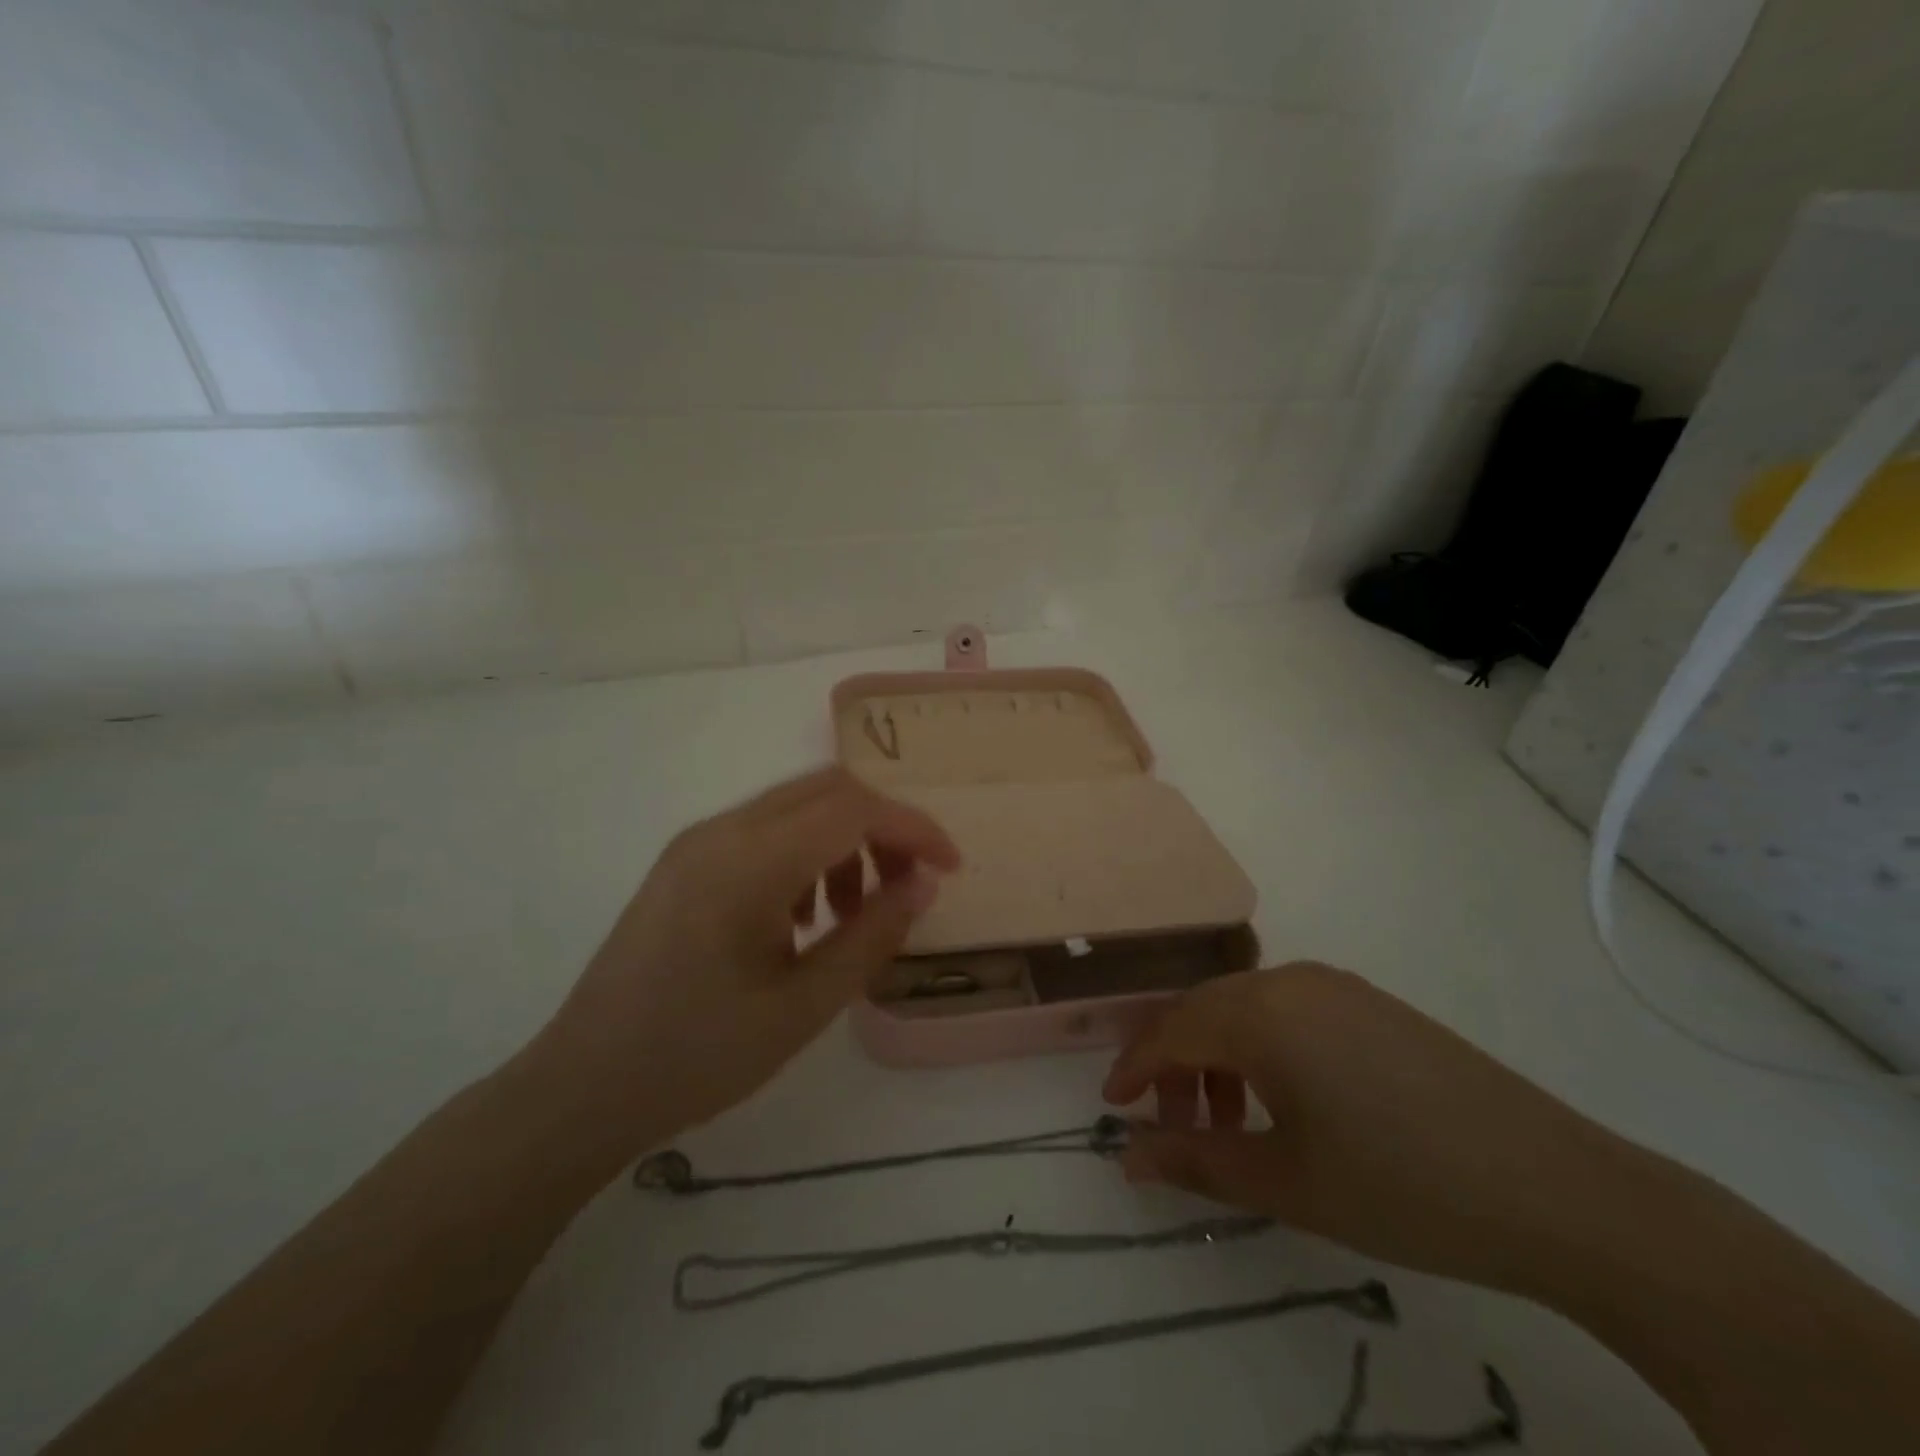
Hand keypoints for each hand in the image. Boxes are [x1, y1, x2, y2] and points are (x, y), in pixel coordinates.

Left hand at [528, 767, 959, 1155]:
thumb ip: (872, 937)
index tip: (950, 868)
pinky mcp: (685, 860)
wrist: (582, 1088)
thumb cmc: (697, 1056)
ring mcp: (697, 841)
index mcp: (747, 862)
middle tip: (906, 887)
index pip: (852, 808)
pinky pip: (764, 830)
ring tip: (851, 914)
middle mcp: (720, 830)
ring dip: (843, 840)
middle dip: (882, 828)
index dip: (913, 828)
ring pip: (797, 805)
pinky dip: (806, 852)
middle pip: (827, 789)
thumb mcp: (803, 1007)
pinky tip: (804, 916)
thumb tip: (924, 883)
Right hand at [1104, 963, 1639, 1292]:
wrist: (1558, 1190)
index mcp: (1261, 1013)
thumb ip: (1196, 1161)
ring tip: (1231, 1122)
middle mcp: (1290, 980)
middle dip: (1176, 1065)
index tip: (1113, 1107)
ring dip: (1220, 1056)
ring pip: (1246, 1008)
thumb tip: (1128, 1156)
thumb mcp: (1286, 1183)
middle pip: (1205, 1011)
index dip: (1135, 1068)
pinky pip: (1288, 1010)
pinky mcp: (1371, 1002)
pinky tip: (1285, 1099)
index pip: (1171, 1030)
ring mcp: (1336, 985)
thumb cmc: (1401, 1187)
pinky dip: (1263, 1047)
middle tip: (1173, 1126)